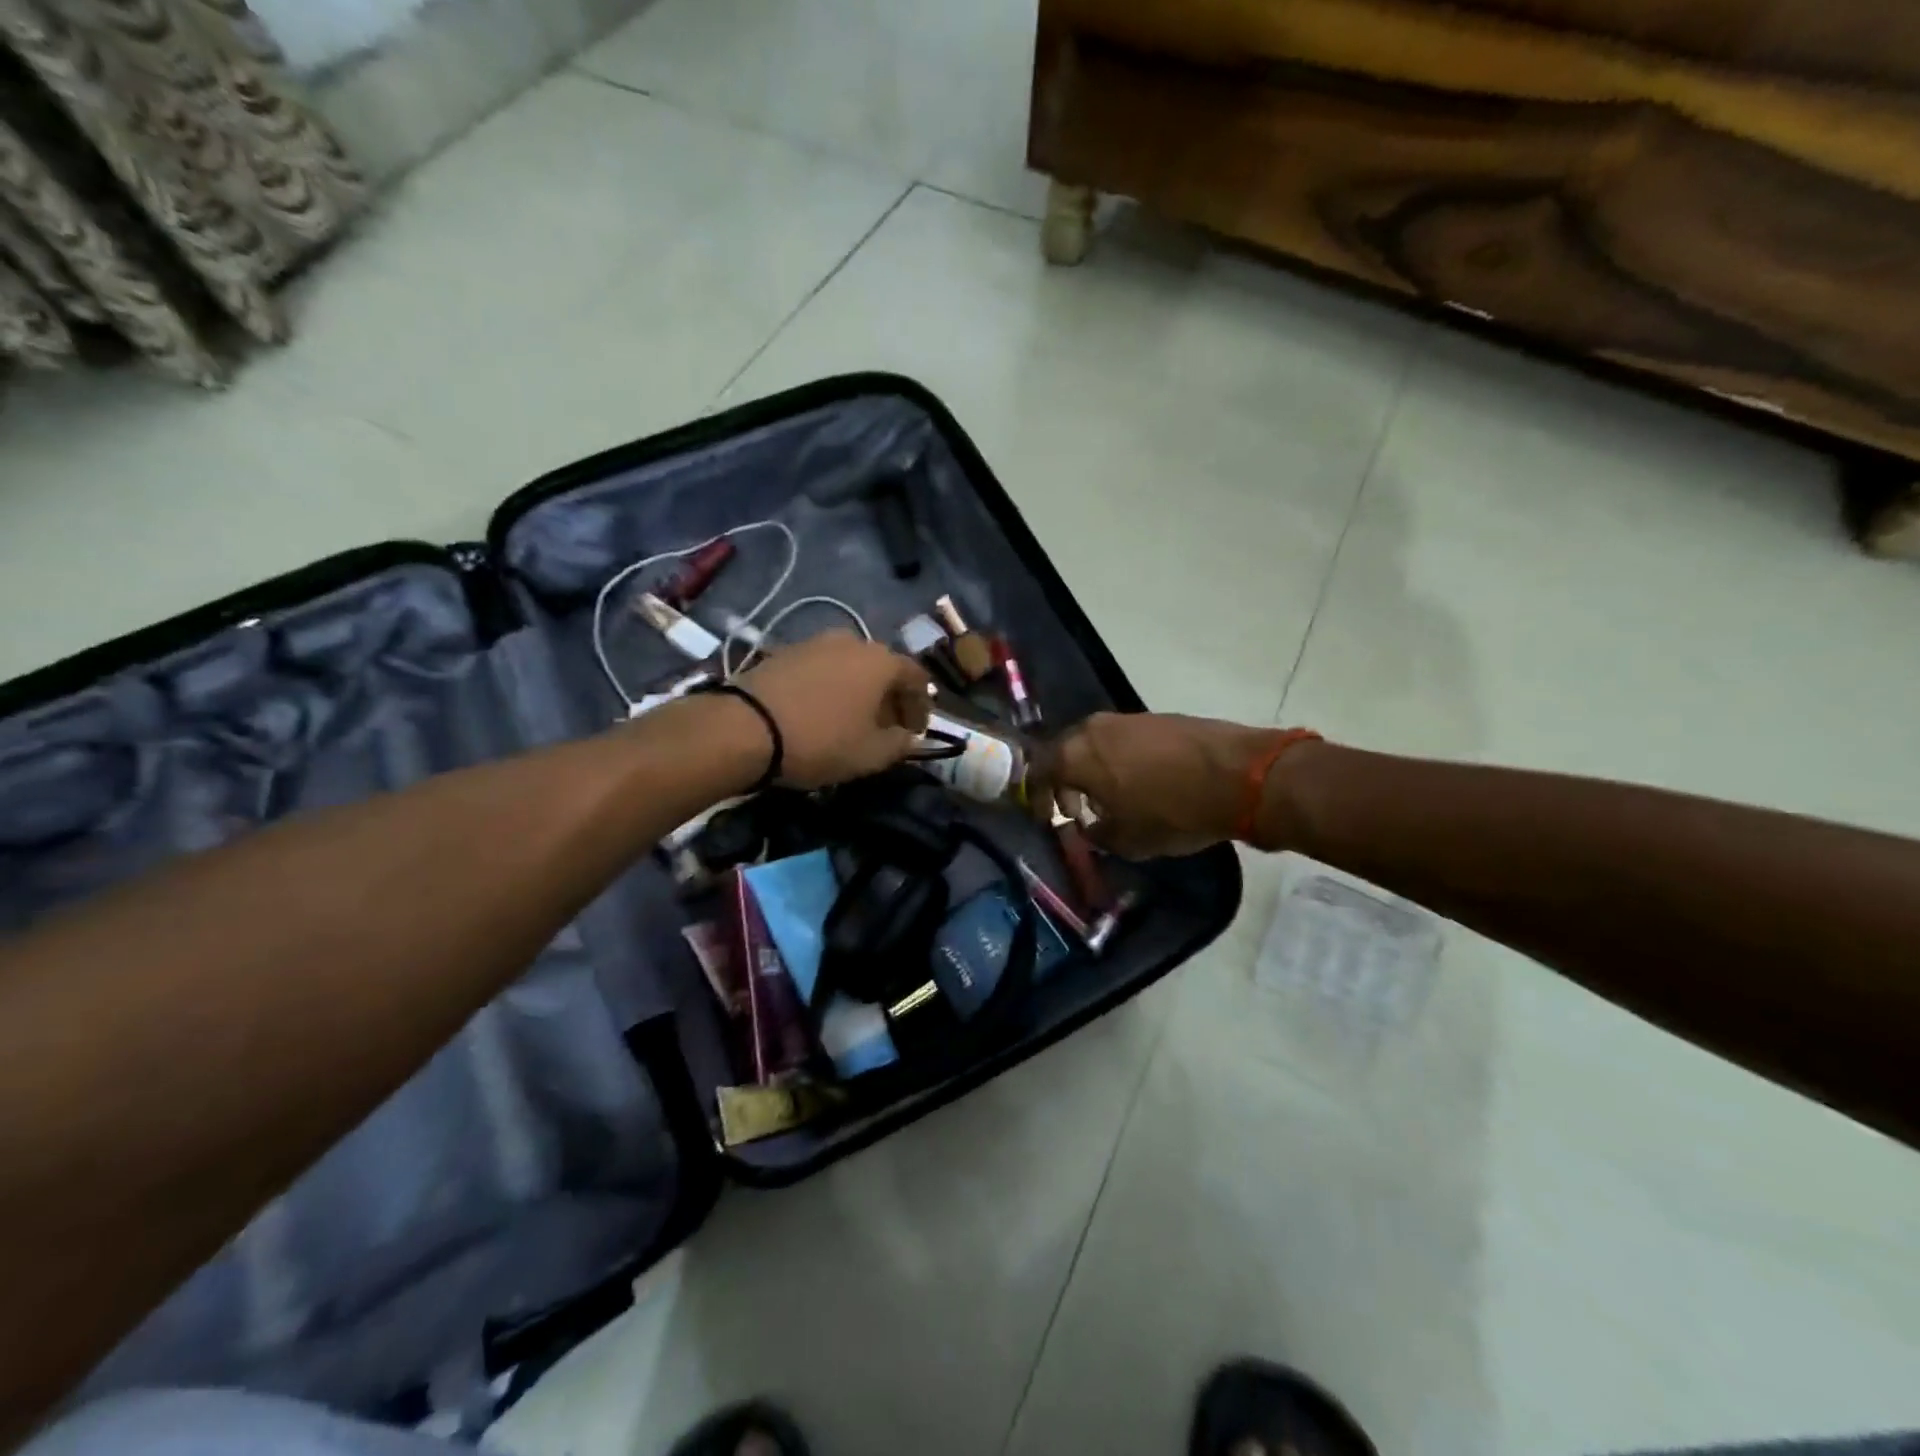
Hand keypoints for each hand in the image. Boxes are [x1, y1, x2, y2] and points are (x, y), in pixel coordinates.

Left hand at [733, 632, 931, 788]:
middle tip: (887, 727)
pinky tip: (822, 711)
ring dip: (859, 691)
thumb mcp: (871, 755)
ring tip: (853, 720)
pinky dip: (832, 687)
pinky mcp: (785, 651)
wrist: (745, 727)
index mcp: (881, 661)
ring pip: (851, 666)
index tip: (917, 732)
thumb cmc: (821, 740)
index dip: (922, 707)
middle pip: (883, 668)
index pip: (917, 678)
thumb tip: (909, 738)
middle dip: (890, 698)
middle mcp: (853, 641)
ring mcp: (816, 642)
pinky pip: (823, 669)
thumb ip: (900, 744)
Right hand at [1044, 712, 1289, 858]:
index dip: (1038, 797)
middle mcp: (1095, 728)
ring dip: (1093, 771)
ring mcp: (1128, 719)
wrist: (1240, 775)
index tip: (1048, 818)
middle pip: (1065, 752)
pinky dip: (1119, 762)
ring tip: (1111, 801)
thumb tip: (1090, 828)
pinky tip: (1141, 785)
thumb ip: (1097, 834)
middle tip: (1077, 811)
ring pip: (1095, 744)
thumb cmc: (1172, 811)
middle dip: (1065, 782)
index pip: (1038, 770)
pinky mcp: (1157, 718)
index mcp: (1077, 754)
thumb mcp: (1128, 839)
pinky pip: (1123, 741)